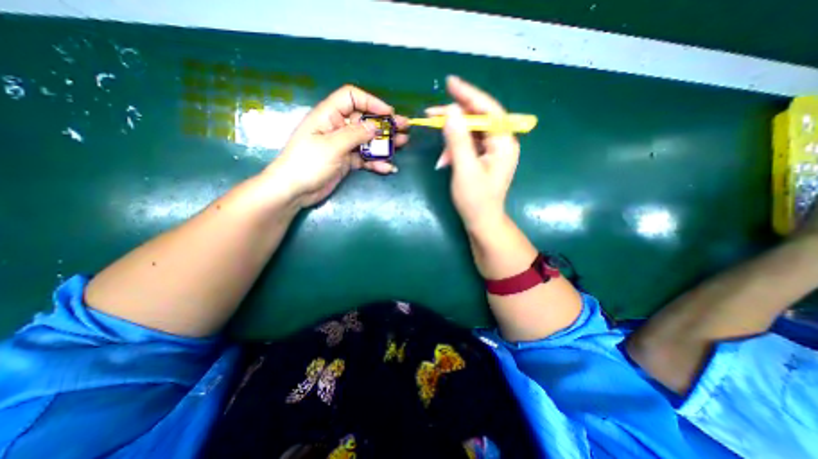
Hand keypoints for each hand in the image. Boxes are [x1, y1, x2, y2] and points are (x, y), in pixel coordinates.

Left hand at [264, 84, 408, 208]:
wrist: (295, 190)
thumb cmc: (308, 163)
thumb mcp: (332, 146)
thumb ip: (355, 134)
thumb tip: (375, 126)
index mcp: (329, 115)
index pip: (351, 98)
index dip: (371, 102)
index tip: (388, 114)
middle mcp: (337, 128)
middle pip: (364, 120)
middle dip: (384, 124)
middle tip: (404, 128)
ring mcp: (343, 146)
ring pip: (368, 140)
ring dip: (384, 143)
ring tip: (402, 144)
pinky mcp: (346, 161)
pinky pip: (365, 158)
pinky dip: (376, 162)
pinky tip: (388, 168)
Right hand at [430, 78, 519, 232]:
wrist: (481, 221)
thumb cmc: (475, 200)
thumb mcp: (464, 169)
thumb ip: (458, 140)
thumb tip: (450, 112)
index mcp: (504, 143)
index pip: (488, 110)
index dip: (468, 94)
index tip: (449, 82)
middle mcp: (501, 142)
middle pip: (478, 119)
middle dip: (454, 117)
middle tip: (431, 113)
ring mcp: (493, 150)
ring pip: (470, 132)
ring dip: (452, 140)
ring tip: (441, 157)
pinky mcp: (484, 158)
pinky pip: (467, 145)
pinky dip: (454, 150)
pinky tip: (445, 162)